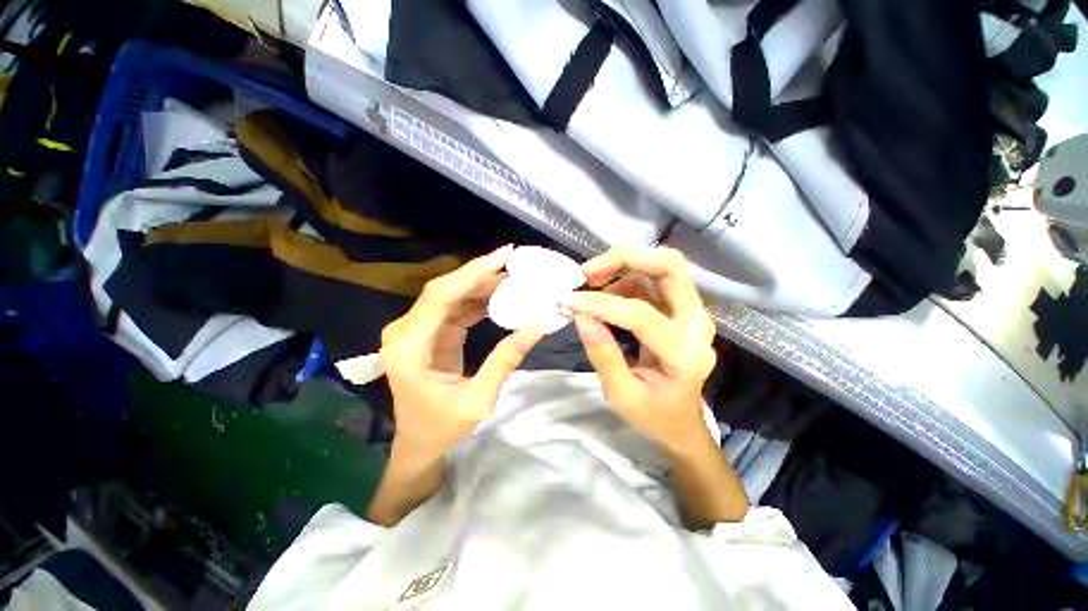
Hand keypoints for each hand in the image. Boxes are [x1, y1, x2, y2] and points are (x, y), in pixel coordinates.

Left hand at [379, 246, 543, 461]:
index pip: (440, 296)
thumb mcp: (479, 400)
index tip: (503, 256)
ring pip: (451, 296)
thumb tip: (537, 327)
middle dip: (481, 276)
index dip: (472, 272)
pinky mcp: (429, 334)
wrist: (419, 444)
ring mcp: (416, 331)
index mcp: (409, 348)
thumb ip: (505, 360)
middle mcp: (406, 332)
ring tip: (514, 281)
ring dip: (481, 287)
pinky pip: (455, 309)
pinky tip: (500, 297)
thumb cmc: (442, 429)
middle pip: (445, 290)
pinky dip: (477, 301)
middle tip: (516, 268)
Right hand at [571, 246, 717, 452]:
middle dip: (625, 258)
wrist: (682, 422)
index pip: (641, 314)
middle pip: (670, 267)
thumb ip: (602, 355)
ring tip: (592, 282)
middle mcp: (697, 324)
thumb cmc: (654, 415)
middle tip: (588, 272)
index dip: (601, 304)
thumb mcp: (622, 395)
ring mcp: (693, 313)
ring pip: (664, 266)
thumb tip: (581, 315)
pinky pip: (654, 279)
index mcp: (684, 354)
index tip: (570, 301)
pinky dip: (627, 276)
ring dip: (624, 265)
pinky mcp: (682, 309)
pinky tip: (607, 292)